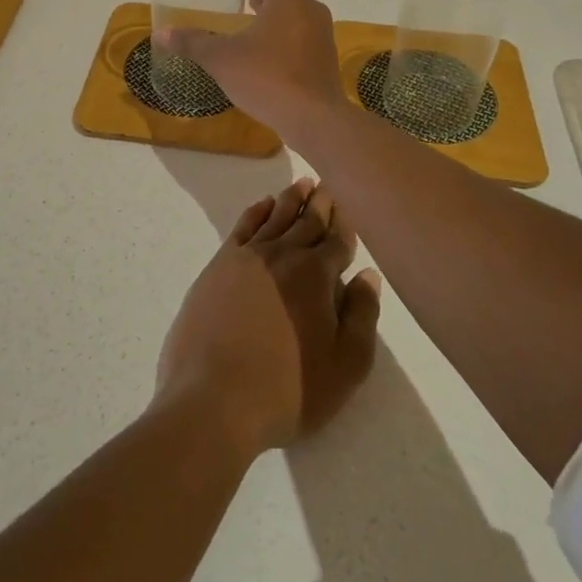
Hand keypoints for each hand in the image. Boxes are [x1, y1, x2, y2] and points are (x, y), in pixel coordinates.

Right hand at [153, 0, 346, 138]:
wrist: (313, 118)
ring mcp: (321, 35)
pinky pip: (303, 37)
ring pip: (296, 15)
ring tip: (256, 20)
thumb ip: (192, 43)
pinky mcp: (326, 59)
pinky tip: (271, 51)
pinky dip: (288, 35)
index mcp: (286, 1)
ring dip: (277, 15)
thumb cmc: (266, 77)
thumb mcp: (221, 59)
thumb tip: (160, 34)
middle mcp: (308, 11)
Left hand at [156, 177, 381, 457]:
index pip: (337, 241)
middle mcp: (282, 255)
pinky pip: (242, 227)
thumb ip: (362, 316)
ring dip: (291, 200)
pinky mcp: (218, 266)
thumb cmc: (288, 389)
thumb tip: (368, 276)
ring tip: (302, 183)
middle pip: (306, 222)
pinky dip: (255, 211)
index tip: (351, 204)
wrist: (213, 397)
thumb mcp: (345, 366)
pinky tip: (263, 204)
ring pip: (275, 217)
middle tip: (328, 185)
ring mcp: (246, 257)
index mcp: (316, 275)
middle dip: (321, 203)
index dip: (346, 224)